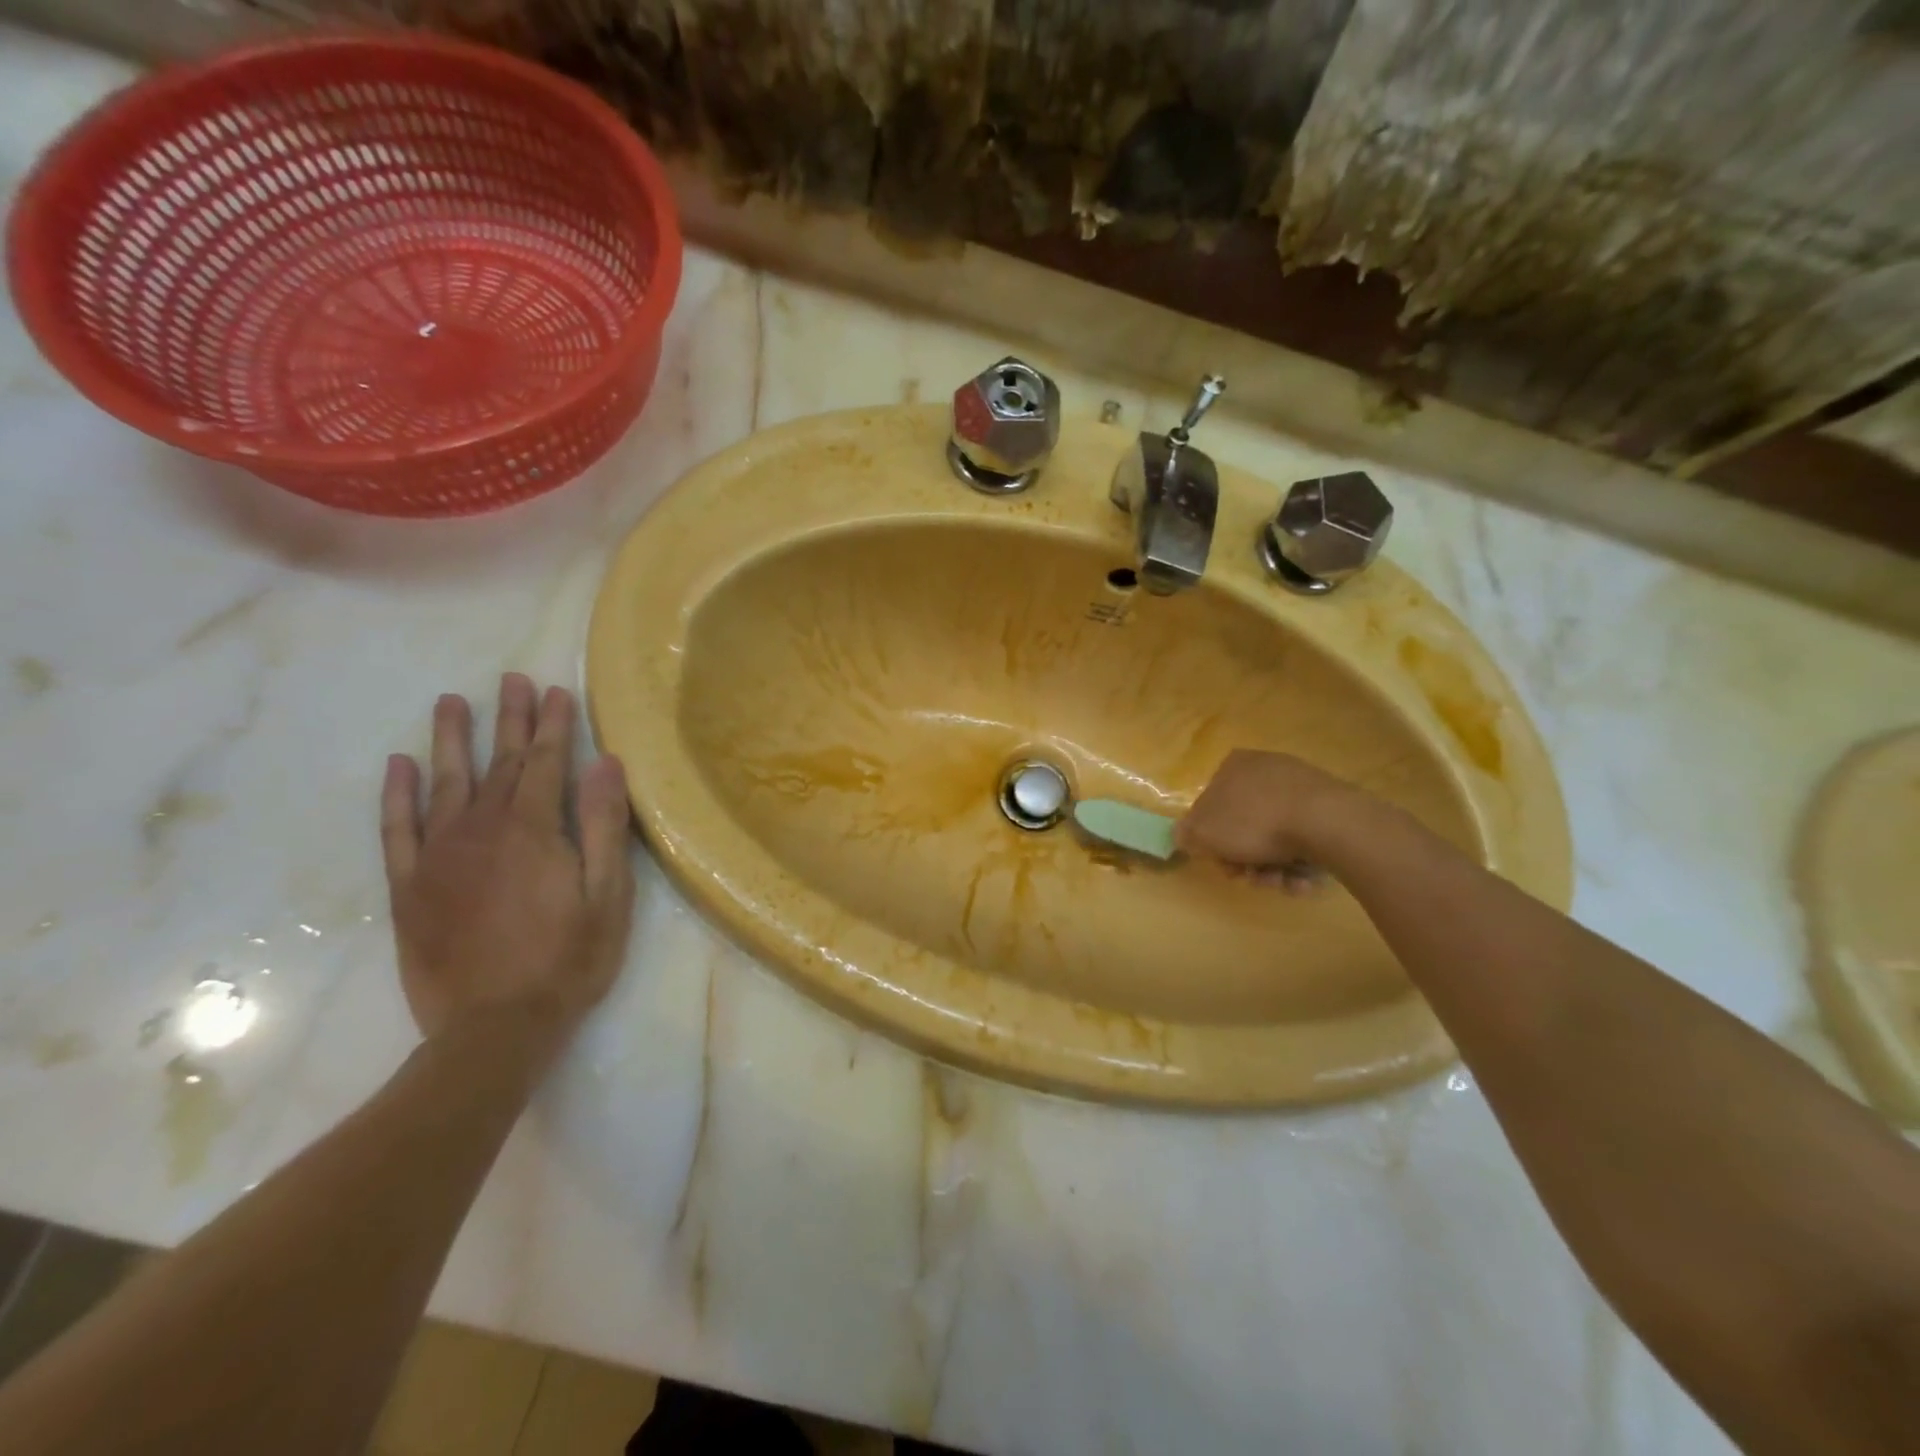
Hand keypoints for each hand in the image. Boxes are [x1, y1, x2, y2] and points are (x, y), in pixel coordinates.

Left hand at [380, 675, 635, 1053]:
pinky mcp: (410, 887)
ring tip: (451, 702)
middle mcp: (481, 830)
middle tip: (511, 679)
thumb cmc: (568, 960)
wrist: (492, 1029)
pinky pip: (398, 829)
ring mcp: (439, 857)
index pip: (546, 762)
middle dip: (509, 719)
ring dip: (450, 739)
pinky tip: (400, 766)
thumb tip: (605, 764)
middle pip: (498, 762)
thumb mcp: (608, 895)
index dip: (553, 725)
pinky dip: (398, 795)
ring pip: (444, 783)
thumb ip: (603, 826)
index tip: (556, 690)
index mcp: (533, 830)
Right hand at [1175, 749, 1365, 889]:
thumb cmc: (1254, 822)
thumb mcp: (1204, 832)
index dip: (1212, 839)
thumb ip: (1187, 833)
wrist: (1325, 822)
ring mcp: (1301, 786)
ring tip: (1280, 883)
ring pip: (1275, 837)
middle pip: (1244, 825)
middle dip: (1244, 859)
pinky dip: (1300, 863)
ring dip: (1271, 868)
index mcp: (1233, 766)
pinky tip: (1302, 879)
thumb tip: (1183, 835)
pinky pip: (1305, 839)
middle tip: (1248, 878)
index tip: (1220, 862)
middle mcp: (1266, 769)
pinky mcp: (1330, 807)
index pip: (1211, 805)